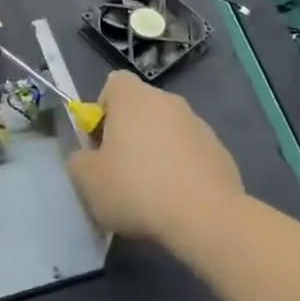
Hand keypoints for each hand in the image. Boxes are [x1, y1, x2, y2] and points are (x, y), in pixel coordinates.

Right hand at [67, 71, 243, 246]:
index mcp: (132, 97)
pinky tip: (180, 202)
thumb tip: (87, 158)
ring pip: (167, 131)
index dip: (103, 111)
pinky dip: (183, 169)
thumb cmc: (137, 189)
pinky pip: (192, 153)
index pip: (113, 84)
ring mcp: (198, 124)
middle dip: (130, 134)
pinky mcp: (220, 151)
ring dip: (158, 152)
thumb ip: (79, 161)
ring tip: (153, 194)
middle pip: (141, 108)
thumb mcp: (88, 181)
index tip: (101, 144)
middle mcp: (167, 100)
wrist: (205, 216)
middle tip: (122, 172)